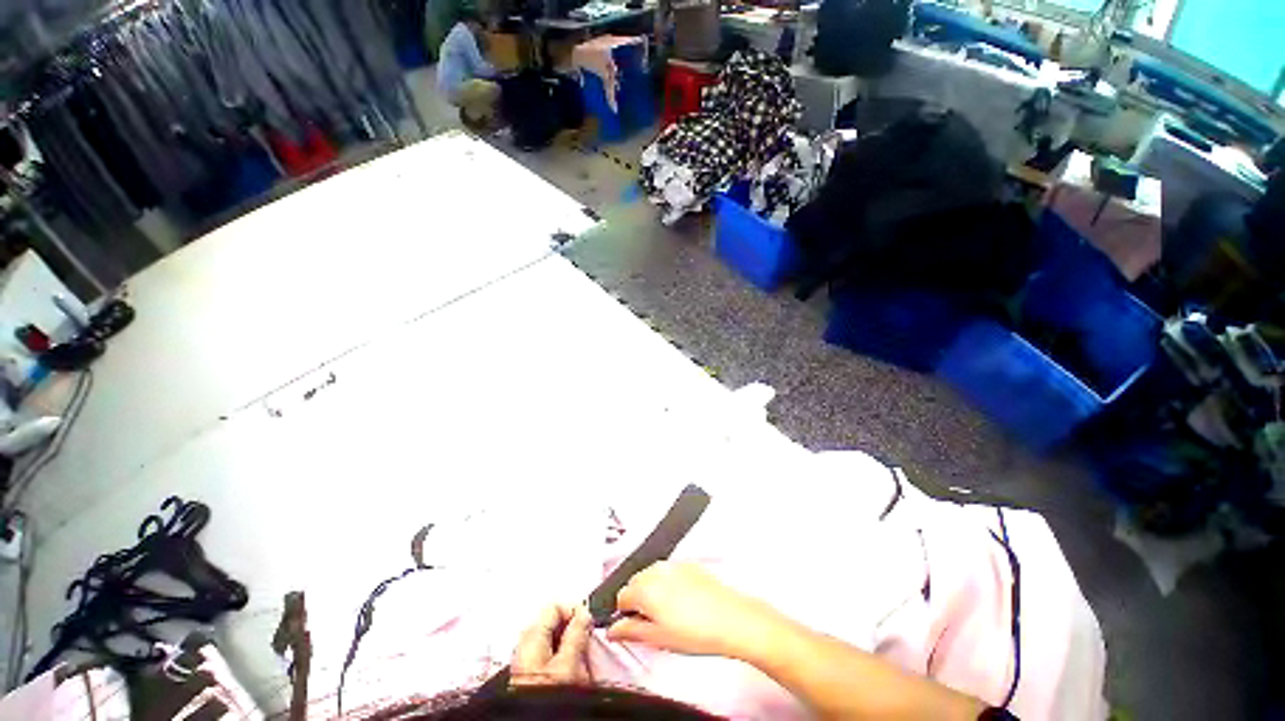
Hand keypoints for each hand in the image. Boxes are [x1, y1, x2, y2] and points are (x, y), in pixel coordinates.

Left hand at [511, 604, 591, 685]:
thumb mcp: (568, 663)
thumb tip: (584, 613)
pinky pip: (555, 656)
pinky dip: (567, 660)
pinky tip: (573, 675)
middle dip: (575, 631)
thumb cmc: (547, 696)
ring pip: (557, 640)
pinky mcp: (534, 674)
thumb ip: (577, 633)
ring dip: (573, 647)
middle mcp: (527, 644)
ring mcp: (530, 660)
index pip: (555, 606)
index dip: (574, 610)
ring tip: (581, 665)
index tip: (588, 624)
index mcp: (531, 635)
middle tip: (586, 647)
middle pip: (556, 622)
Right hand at [606, 562, 781, 659]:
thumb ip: (630, 631)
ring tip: (669, 615)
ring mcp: (673, 564)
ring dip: (652, 591)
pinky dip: (668, 584)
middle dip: (638, 601)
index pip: (621, 597)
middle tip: (651, 624)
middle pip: (635, 583)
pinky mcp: (688, 564)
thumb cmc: (696, 632)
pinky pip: (669, 572)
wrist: (731, 619)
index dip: (624, 614)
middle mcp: (656, 570)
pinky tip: (683, 603)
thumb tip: (613, 630)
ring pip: (652, 576)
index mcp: (644, 588)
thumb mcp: (658, 638)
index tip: (632, 627)